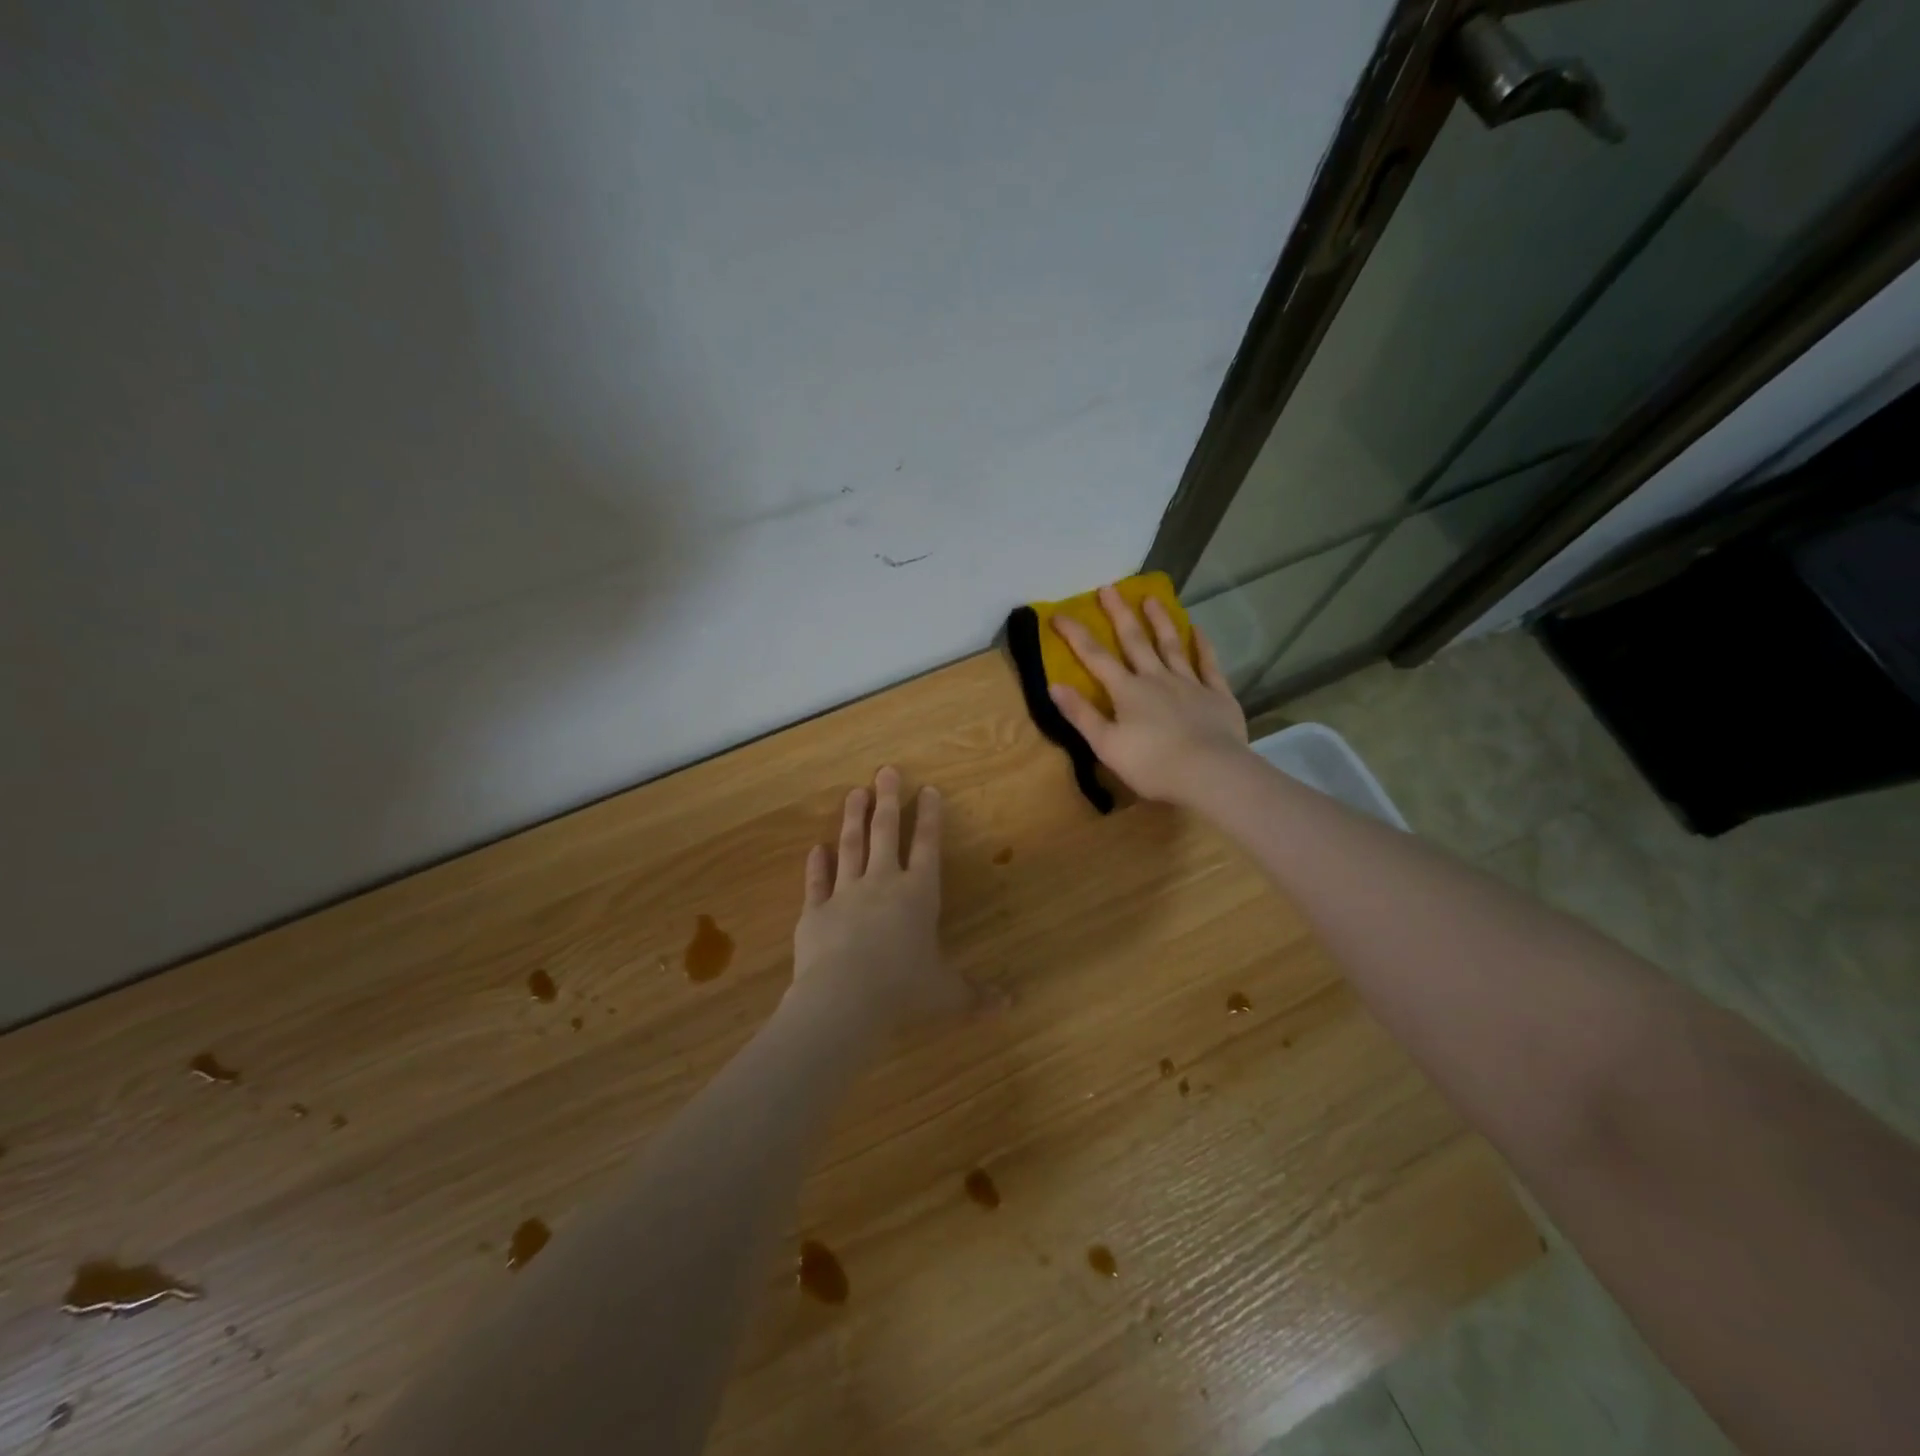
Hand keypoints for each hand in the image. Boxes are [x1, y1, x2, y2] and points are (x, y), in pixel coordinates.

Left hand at [789, 767, 992, 1034]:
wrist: (844, 999)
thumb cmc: (903, 990)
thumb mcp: (947, 994)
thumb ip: (975, 995)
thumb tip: (1011, 1007)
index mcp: (919, 895)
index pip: (927, 846)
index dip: (929, 817)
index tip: (928, 788)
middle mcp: (883, 884)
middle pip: (885, 833)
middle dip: (888, 800)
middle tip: (885, 770)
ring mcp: (845, 894)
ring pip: (850, 847)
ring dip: (853, 818)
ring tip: (855, 792)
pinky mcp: (815, 912)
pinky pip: (817, 882)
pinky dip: (816, 864)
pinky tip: (815, 848)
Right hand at [1048, 587, 1249, 806]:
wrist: (1210, 773)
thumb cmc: (1152, 764)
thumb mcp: (1106, 745)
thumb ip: (1081, 714)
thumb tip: (1053, 685)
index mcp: (1127, 691)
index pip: (1095, 657)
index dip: (1075, 635)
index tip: (1058, 614)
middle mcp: (1156, 678)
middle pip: (1134, 640)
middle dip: (1119, 613)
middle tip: (1109, 587)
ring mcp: (1189, 683)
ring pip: (1171, 645)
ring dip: (1159, 620)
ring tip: (1152, 597)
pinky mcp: (1217, 695)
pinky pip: (1208, 664)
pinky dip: (1203, 645)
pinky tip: (1198, 630)